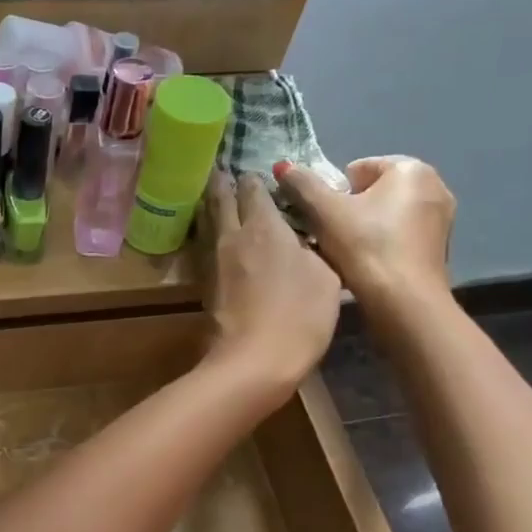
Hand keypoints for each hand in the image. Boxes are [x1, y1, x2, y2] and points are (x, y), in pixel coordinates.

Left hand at [204, 170, 342, 397]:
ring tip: (214, 196)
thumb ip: (312, 248)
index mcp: (263, 225)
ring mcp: (213, 260)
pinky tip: (217, 238)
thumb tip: (301, 239)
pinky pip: (206, 247)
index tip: (255, 172)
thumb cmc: (299, 314)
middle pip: (220, 200)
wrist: (253, 360)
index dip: (254, 178)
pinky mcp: (205, 285)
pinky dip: (210, 234)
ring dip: (211, 206)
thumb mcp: (326, 276)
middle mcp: (231, 235)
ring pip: (208, 222)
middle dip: (222, 183)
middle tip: (221, 171)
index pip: (253, 188)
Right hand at [274, 156, 455, 312]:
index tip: (326, 218)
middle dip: (350, 210)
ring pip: (386, 215)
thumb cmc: (365, 247)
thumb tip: (282, 165)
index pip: (357, 169)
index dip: (334, 193)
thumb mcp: (323, 212)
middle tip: (331, 235)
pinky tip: (366, 266)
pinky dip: (381, 245)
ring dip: (363, 228)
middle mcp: (434, 186)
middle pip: (372, 192)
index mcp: (411, 169)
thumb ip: (301, 184)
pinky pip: (399, 236)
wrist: (403, 301)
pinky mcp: (439, 247)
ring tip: (345, 253)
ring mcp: (441, 218)